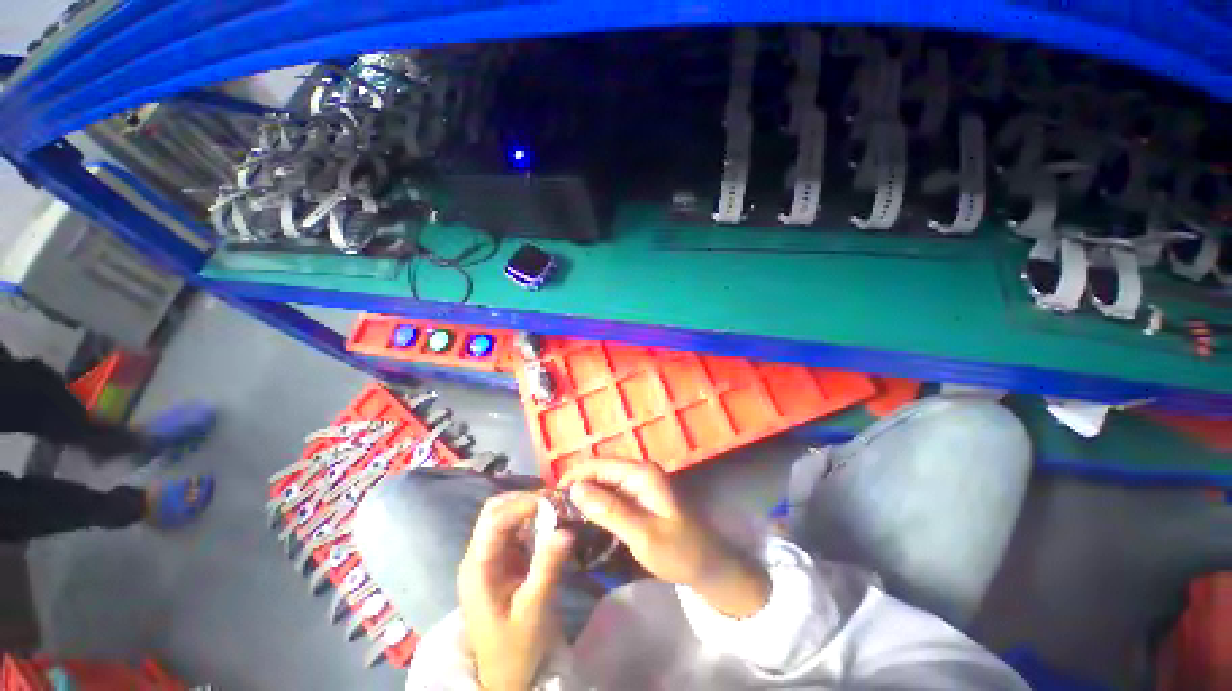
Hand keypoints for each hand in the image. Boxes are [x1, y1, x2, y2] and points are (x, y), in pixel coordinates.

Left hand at [458, 492, 573, 690]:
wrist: (503, 677)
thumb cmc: (514, 648)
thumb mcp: (533, 611)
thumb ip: (547, 569)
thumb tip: (567, 530)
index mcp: (478, 567)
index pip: (494, 520)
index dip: (523, 504)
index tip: (555, 500)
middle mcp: (478, 555)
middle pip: (495, 511)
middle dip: (525, 500)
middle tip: (557, 502)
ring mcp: (488, 557)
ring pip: (504, 516)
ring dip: (530, 508)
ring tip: (558, 509)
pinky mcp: (500, 561)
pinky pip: (514, 529)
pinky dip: (532, 521)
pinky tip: (551, 525)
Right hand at [560, 459, 769, 618]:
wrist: (708, 565)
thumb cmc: (678, 550)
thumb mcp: (642, 534)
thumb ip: (609, 510)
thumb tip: (575, 489)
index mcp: (641, 473)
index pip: (599, 464)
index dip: (574, 476)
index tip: (552, 495)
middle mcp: (639, 472)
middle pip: (600, 472)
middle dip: (578, 486)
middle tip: (554, 510)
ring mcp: (640, 484)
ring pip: (604, 483)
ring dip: (585, 496)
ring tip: (563, 515)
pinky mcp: (640, 498)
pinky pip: (612, 495)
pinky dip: (597, 505)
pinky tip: (584, 519)